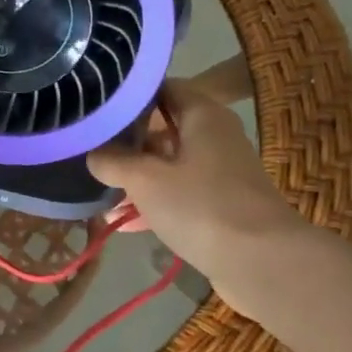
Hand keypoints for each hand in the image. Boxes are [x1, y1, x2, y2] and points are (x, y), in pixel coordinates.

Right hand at [87, 76, 315, 318]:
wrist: (263, 264)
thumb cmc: (201, 206)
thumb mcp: (144, 179)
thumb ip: (112, 160)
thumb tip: (92, 153)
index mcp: (203, 115)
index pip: (161, 87)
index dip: (127, 93)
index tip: (94, 103)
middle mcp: (214, 136)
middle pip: (163, 126)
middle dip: (126, 138)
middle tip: (88, 145)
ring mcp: (219, 173)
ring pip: (168, 163)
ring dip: (136, 174)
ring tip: (98, 184)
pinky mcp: (220, 205)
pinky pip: (178, 193)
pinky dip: (153, 201)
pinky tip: (122, 220)